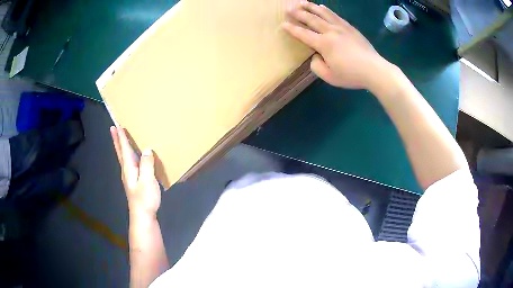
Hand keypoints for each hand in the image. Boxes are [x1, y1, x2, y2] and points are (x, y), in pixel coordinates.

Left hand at [110, 126, 160, 217]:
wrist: (143, 216)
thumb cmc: (145, 199)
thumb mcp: (148, 180)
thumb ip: (147, 164)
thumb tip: (147, 149)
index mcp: (129, 168)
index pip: (124, 149)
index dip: (121, 137)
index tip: (118, 125)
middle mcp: (127, 170)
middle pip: (120, 152)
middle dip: (117, 140)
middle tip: (113, 128)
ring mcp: (129, 177)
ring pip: (124, 157)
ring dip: (121, 146)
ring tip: (120, 138)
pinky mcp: (134, 182)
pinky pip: (129, 163)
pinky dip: (128, 155)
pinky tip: (133, 157)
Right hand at [283, 1, 393, 90]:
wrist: (374, 70)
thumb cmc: (351, 75)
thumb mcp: (329, 77)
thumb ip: (317, 66)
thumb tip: (315, 56)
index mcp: (323, 44)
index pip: (303, 34)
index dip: (292, 29)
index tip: (283, 24)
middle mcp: (330, 31)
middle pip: (311, 19)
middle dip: (298, 13)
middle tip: (288, 7)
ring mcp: (341, 27)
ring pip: (323, 13)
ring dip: (311, 7)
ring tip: (302, 2)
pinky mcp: (350, 28)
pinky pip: (336, 15)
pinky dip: (327, 10)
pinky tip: (322, 7)